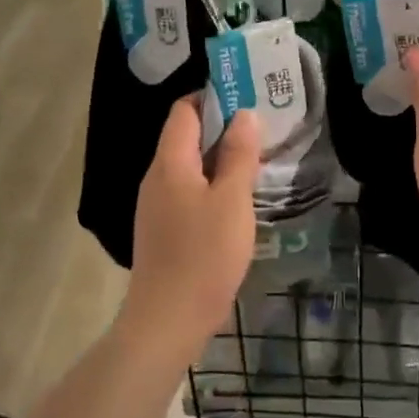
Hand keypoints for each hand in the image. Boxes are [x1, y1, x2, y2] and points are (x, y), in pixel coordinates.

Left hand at [121, 97, 259, 357]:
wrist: (168, 320)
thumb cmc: (204, 254)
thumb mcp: (232, 200)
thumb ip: (239, 155)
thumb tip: (244, 114)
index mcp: (169, 162)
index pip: (184, 111)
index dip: (212, 98)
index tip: (247, 97)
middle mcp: (156, 177)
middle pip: (185, 137)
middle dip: (222, 128)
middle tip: (261, 129)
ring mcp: (156, 205)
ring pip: (188, 166)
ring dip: (219, 158)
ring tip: (256, 160)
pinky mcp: (163, 229)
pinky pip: (188, 191)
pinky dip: (212, 184)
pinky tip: (237, 199)